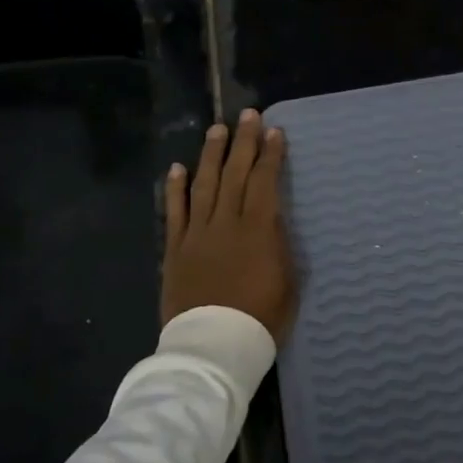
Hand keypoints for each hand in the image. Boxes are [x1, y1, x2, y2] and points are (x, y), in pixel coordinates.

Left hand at [162, 110, 298, 344]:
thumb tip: (273, 221)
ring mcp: (197, 234)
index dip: (271, 155)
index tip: (275, 132)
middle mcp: (226, 222)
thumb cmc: (261, 317)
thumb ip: (278, 245)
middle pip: (235, 173)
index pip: (264, 181)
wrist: (213, 346)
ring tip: (217, 129)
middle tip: (248, 115)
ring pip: (205, 184)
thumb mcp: (287, 281)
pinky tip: (177, 168)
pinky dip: (176, 188)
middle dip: (243, 142)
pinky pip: (175, 212)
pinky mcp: (175, 249)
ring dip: (211, 155)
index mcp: (258, 230)